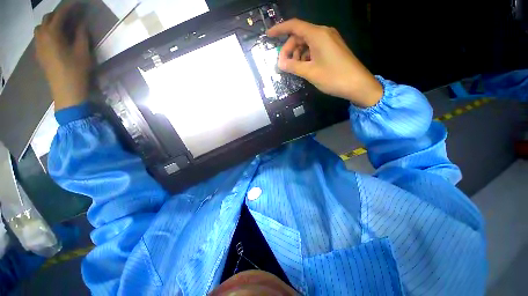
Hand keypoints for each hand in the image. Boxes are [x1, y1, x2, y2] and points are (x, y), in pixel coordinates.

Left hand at [35, 4, 90, 110]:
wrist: (66, 91)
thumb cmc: (76, 71)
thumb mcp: (83, 52)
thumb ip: (81, 35)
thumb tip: (81, 23)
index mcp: (53, 33)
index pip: (61, 14)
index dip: (70, 8)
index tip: (78, 5)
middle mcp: (42, 36)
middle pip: (48, 18)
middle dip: (59, 14)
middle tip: (71, 16)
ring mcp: (39, 46)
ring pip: (41, 27)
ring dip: (50, 23)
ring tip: (61, 27)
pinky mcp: (39, 54)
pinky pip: (39, 37)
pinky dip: (47, 32)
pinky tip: (55, 38)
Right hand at [267, 19, 382, 106]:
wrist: (357, 84)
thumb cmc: (333, 77)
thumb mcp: (310, 72)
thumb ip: (293, 66)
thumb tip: (280, 63)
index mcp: (317, 34)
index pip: (294, 26)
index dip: (279, 29)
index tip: (269, 36)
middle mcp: (323, 33)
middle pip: (300, 36)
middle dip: (289, 49)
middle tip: (284, 65)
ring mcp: (329, 40)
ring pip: (306, 43)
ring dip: (297, 54)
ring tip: (295, 69)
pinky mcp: (332, 48)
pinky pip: (314, 48)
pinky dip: (306, 56)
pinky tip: (305, 67)